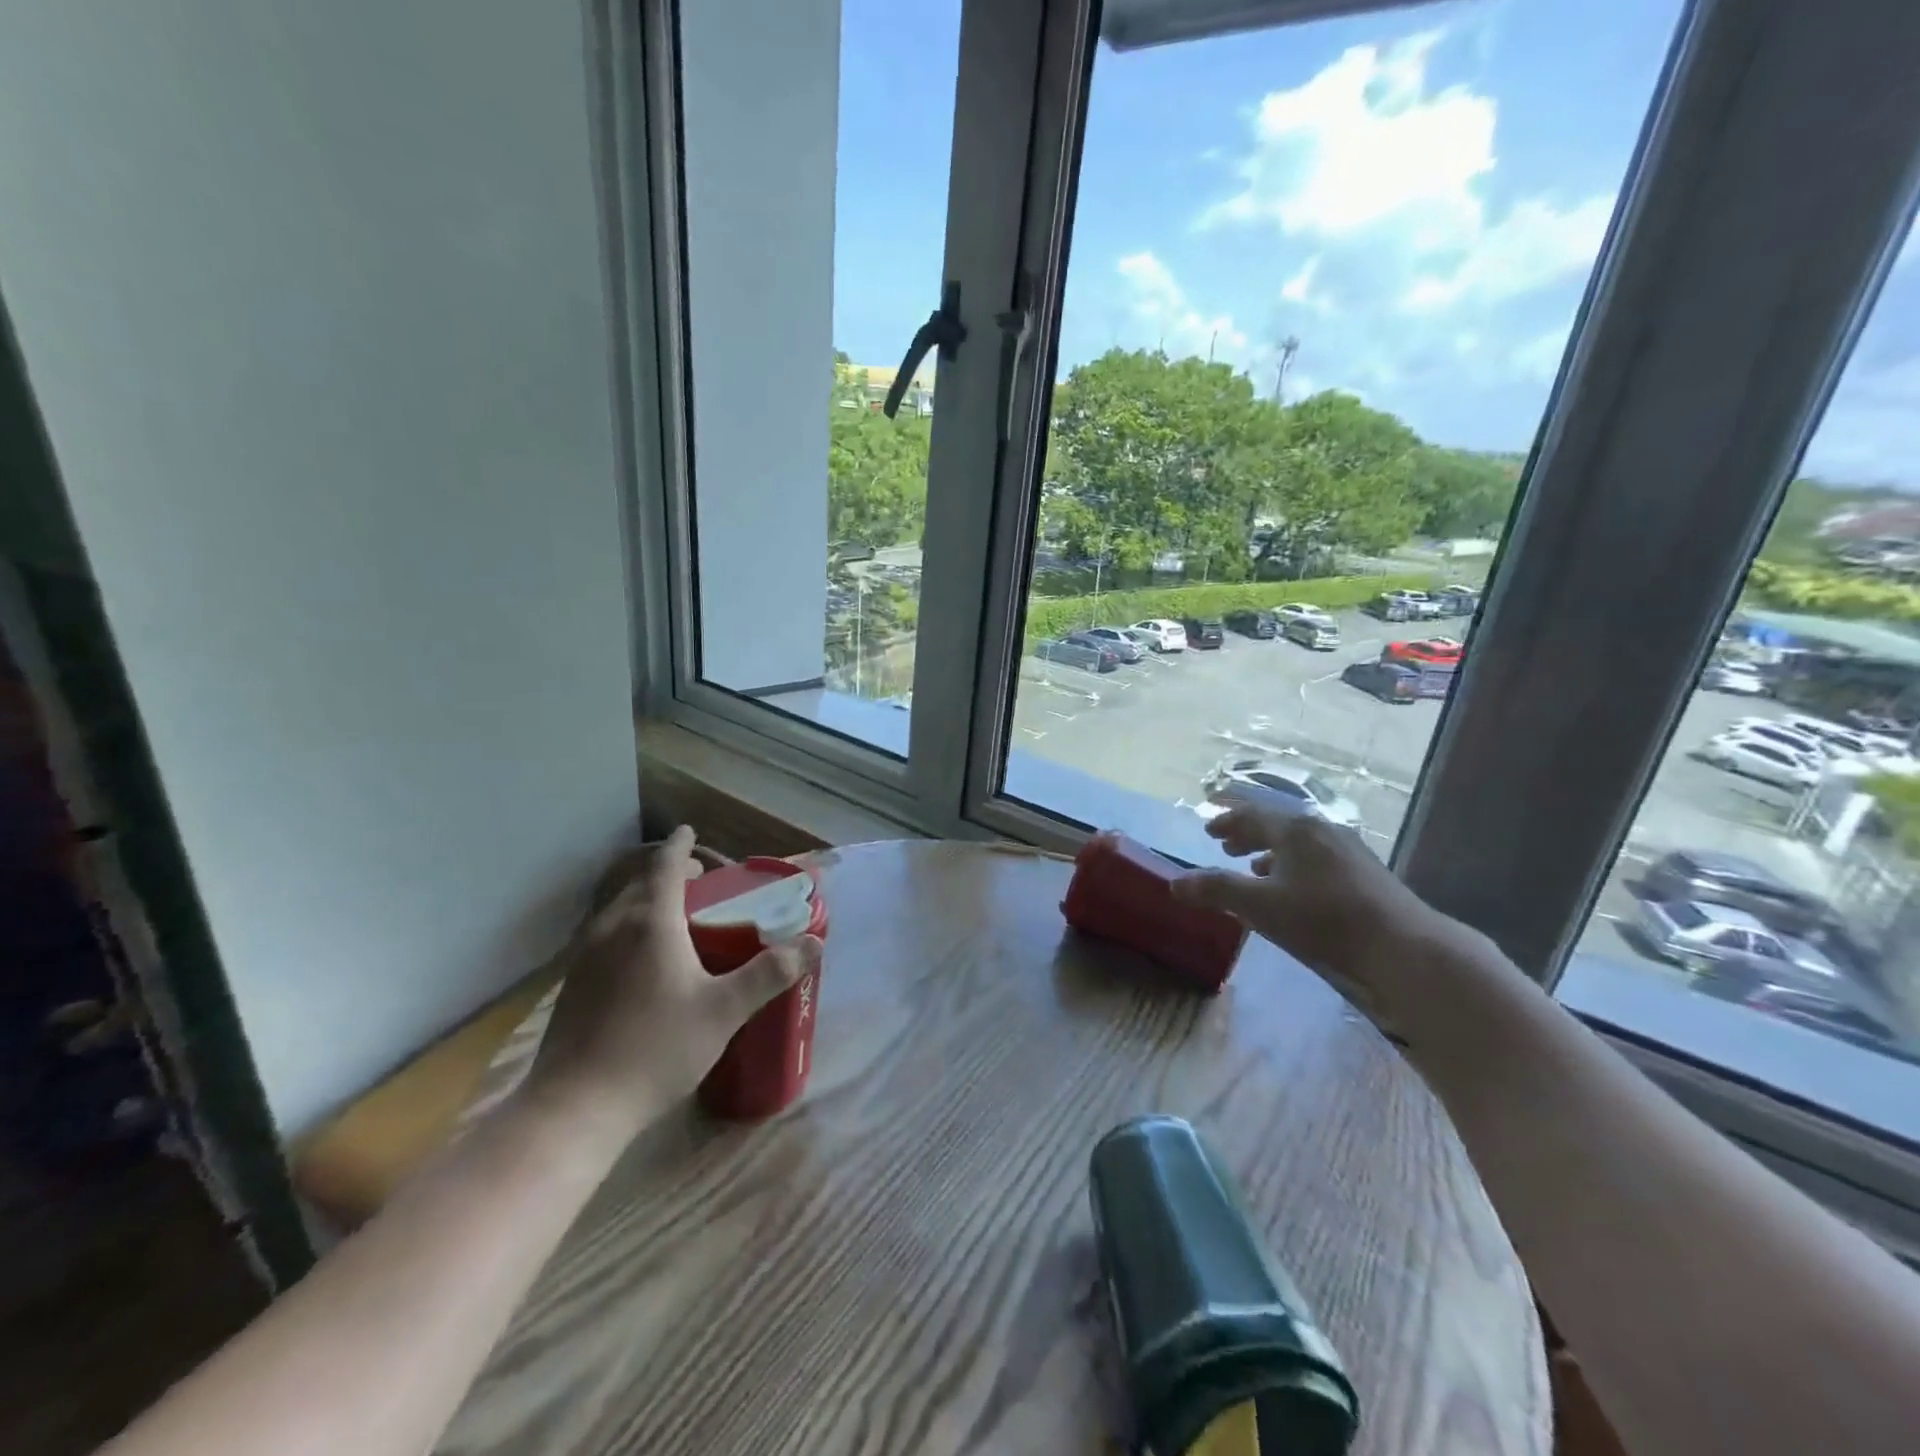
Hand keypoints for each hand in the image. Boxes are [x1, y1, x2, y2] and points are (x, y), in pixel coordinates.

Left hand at [522, 826, 820, 1145]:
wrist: (575, 1108)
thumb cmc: (656, 1048)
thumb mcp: (724, 1010)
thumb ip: (770, 973)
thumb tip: (814, 943)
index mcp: (651, 922)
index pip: (665, 865)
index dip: (680, 846)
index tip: (690, 831)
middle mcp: (613, 927)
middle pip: (639, 883)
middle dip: (668, 873)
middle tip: (700, 882)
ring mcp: (585, 956)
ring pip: (618, 909)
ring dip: (645, 900)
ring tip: (675, 917)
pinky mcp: (572, 984)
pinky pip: (605, 935)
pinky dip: (628, 927)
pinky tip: (643, 962)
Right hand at [1171, 803, 1497, 1035]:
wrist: (1403, 948)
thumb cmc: (1324, 920)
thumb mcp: (1260, 906)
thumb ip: (1216, 891)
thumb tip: (1174, 884)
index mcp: (1295, 830)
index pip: (1252, 815)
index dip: (1227, 821)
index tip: (1208, 829)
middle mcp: (1322, 831)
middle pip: (1277, 825)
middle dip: (1248, 834)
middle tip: (1225, 844)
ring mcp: (1349, 851)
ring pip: (1300, 844)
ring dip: (1272, 852)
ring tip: (1255, 867)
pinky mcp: (1367, 874)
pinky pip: (1318, 859)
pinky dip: (1296, 867)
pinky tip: (1295, 890)